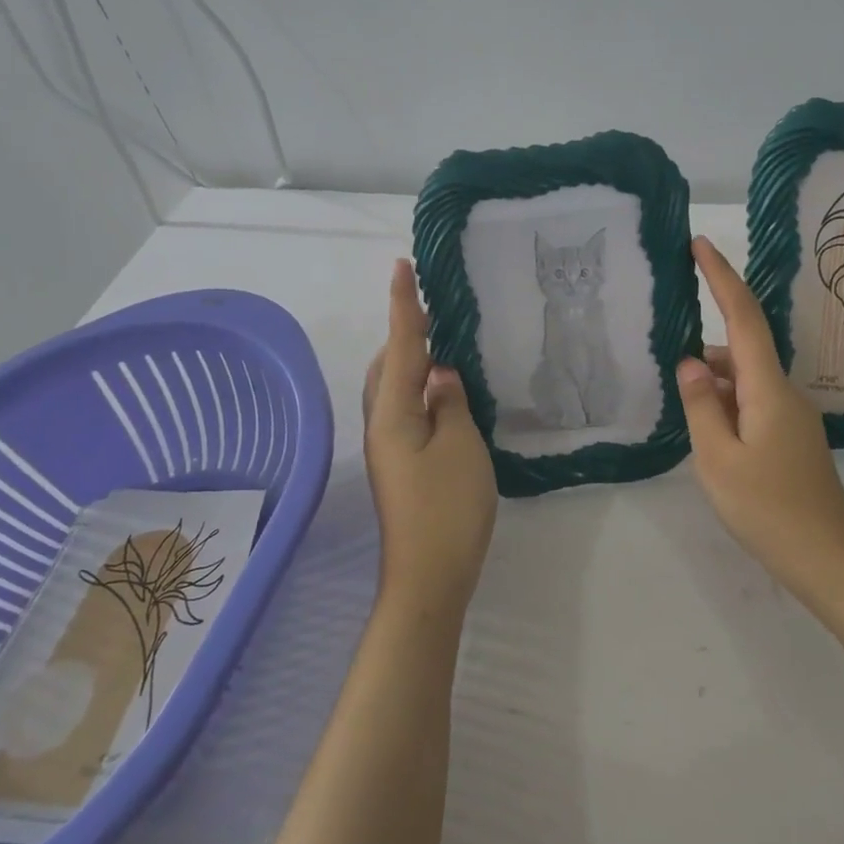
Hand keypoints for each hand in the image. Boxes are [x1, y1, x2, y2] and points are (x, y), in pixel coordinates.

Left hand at [363, 259, 498, 621]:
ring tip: (441, 340)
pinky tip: (442, 389)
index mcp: (393, 412)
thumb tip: (439, 373)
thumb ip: (450, 401)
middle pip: (389, 363)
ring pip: (394, 386)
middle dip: (406, 330)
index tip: (401, 266)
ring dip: (412, 358)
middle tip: (434, 305)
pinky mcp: (400, 462)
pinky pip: (405, 406)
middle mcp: (382, 423)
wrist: (429, 576)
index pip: (402, 345)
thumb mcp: (461, 445)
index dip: (403, 305)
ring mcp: (389, 445)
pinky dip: (418, 385)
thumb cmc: (448, 507)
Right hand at [678, 237, 843, 603]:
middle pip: (743, 346)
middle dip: (708, 334)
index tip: (700, 244)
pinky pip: (754, 400)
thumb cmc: (768, 510)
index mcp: (768, 388)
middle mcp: (785, 391)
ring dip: (714, 378)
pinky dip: (727, 400)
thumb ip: (701, 405)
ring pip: (746, 378)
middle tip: (671, 340)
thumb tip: (690, 362)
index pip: (742, 317)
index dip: (721, 276)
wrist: (829, 560)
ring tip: (682, 400)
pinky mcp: (792, 435)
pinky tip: (707, 425)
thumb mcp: (718, 459)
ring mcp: (793, 414)